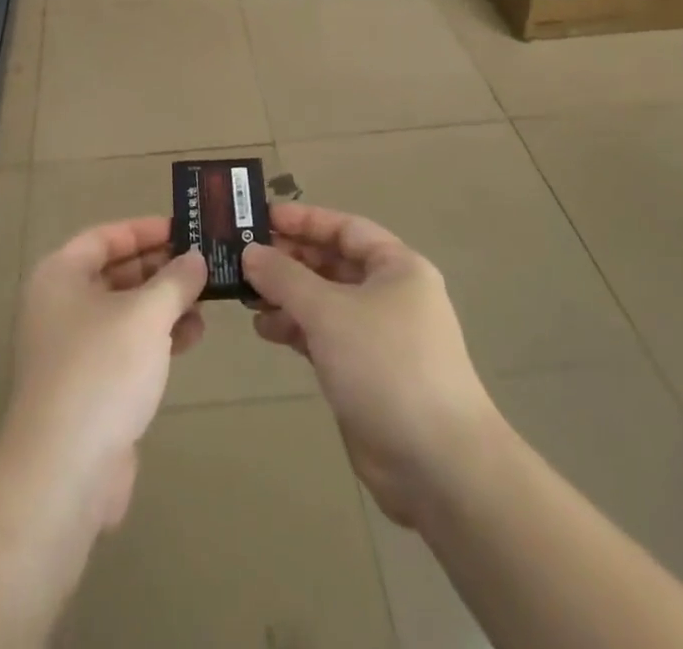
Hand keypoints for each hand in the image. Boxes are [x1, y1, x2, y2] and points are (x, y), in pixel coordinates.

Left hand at [0, 218, 206, 531]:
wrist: (64, 472)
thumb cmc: (102, 371)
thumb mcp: (146, 314)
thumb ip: (175, 280)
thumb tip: (194, 258)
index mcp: (60, 276)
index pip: (105, 237)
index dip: (145, 230)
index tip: (185, 228)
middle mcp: (60, 306)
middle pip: (115, 273)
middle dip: (160, 268)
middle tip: (204, 263)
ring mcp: (72, 349)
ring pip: (125, 312)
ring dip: (164, 304)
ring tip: (207, 301)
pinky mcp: (88, 387)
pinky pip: (127, 347)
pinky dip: (157, 337)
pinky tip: (192, 337)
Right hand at [243, 203, 500, 527]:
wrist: (437, 464)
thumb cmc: (386, 365)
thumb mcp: (329, 312)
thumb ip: (285, 278)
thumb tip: (250, 253)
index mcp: (397, 267)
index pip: (345, 228)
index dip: (304, 220)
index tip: (261, 218)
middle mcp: (390, 295)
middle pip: (333, 263)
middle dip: (290, 260)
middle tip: (244, 259)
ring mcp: (379, 336)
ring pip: (325, 302)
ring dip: (288, 296)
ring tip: (247, 298)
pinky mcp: (366, 373)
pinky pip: (325, 336)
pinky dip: (297, 329)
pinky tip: (266, 330)